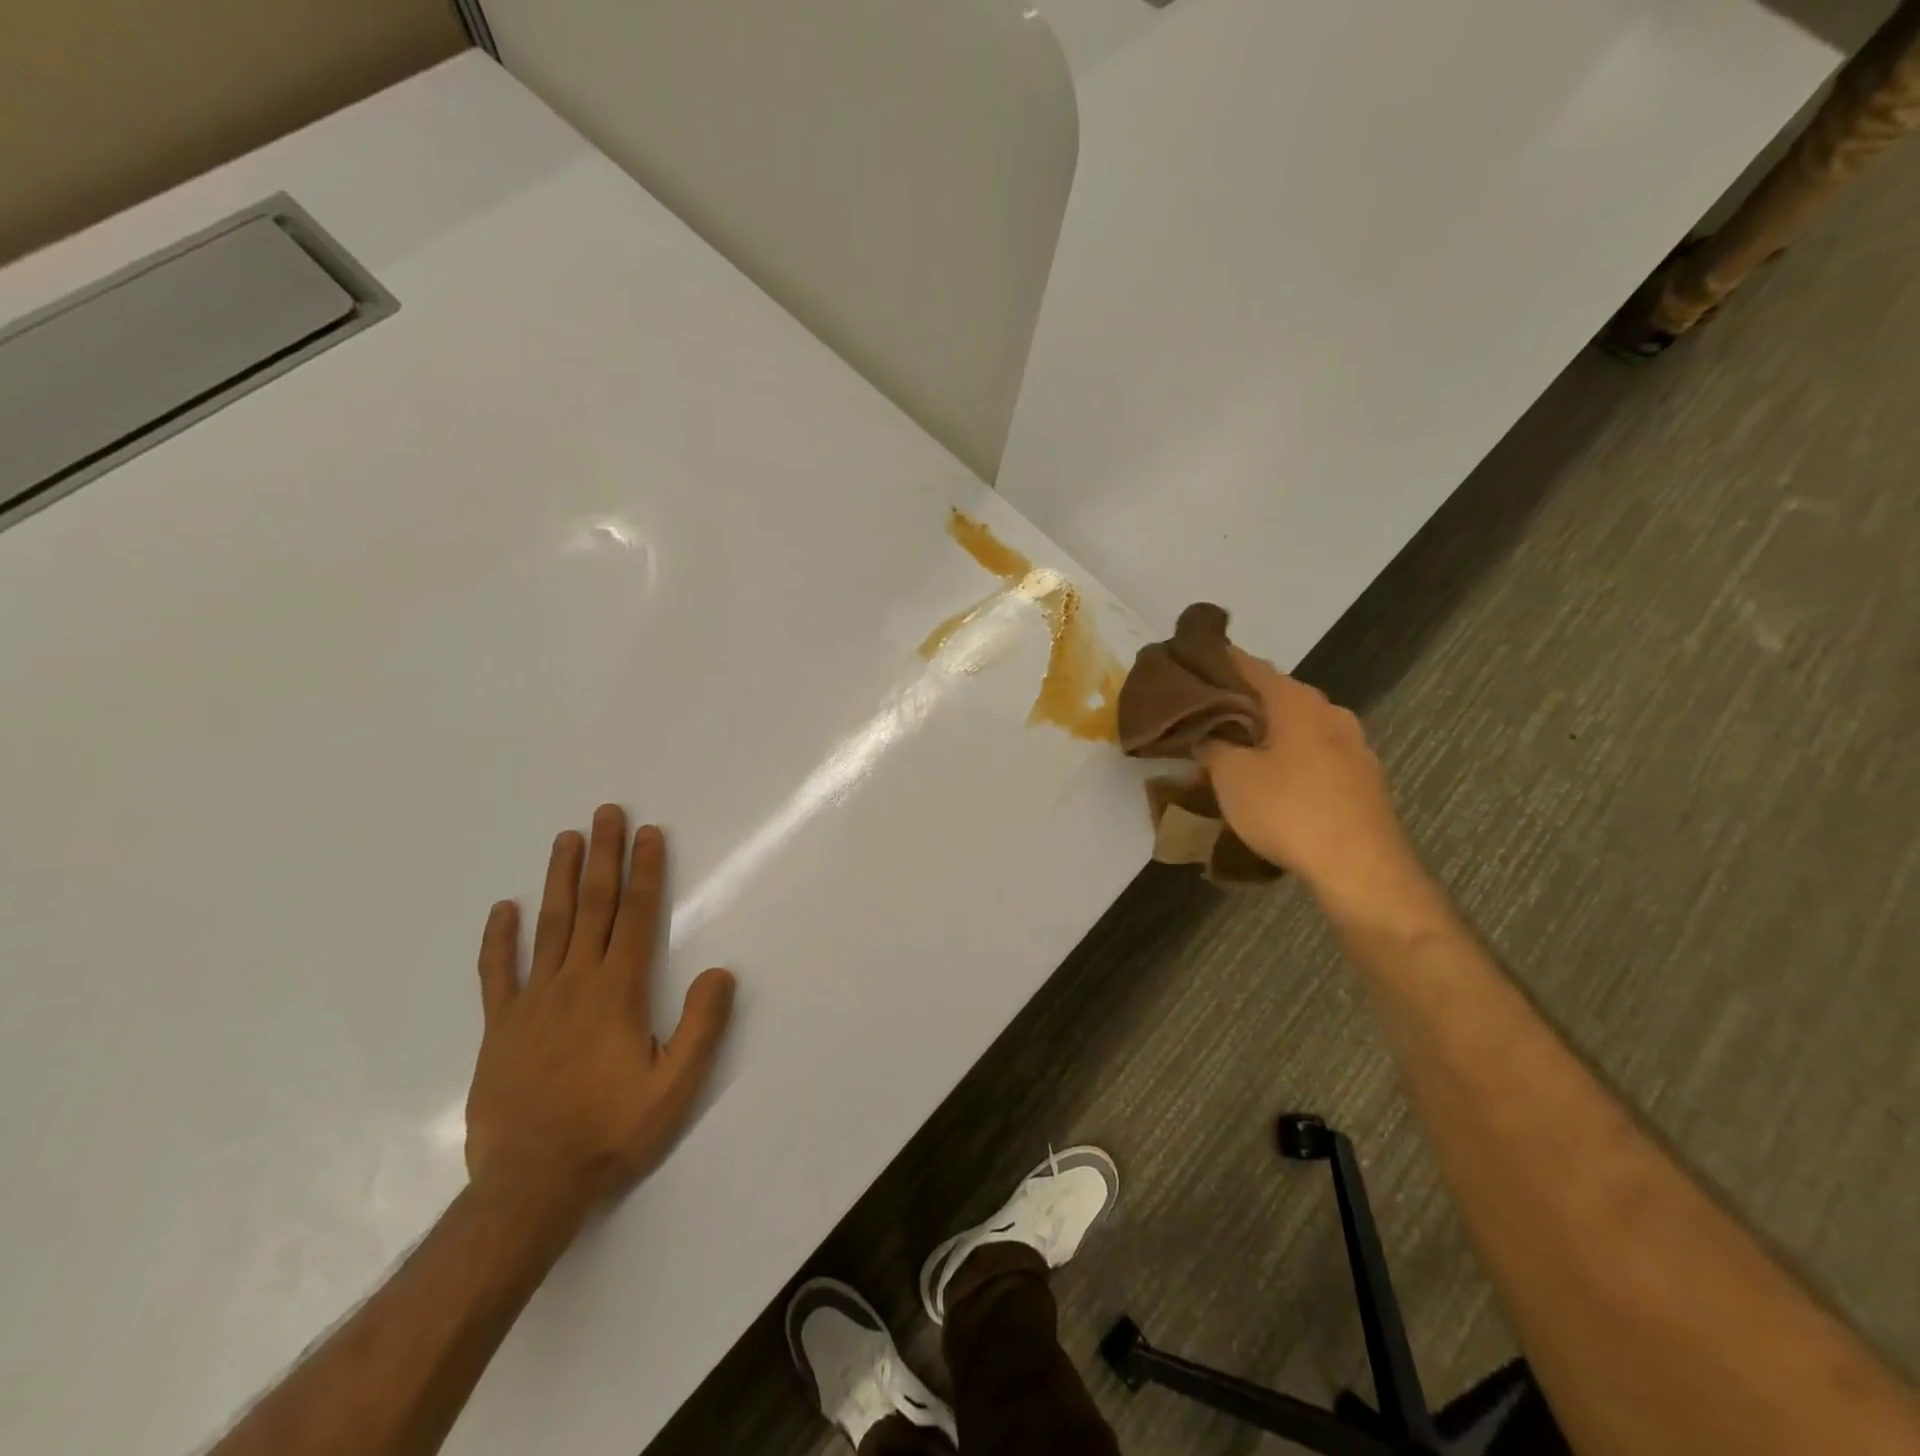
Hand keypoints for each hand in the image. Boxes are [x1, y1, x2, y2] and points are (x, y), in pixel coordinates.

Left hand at [465, 805, 734, 1224]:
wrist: (530, 1187)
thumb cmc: (611, 1132)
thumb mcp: (675, 1086)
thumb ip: (701, 1026)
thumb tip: (720, 972)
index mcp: (618, 992)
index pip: (635, 917)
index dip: (645, 872)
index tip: (649, 834)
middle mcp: (575, 983)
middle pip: (592, 907)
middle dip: (603, 856)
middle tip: (606, 813)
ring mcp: (532, 1003)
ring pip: (549, 926)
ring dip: (559, 879)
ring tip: (566, 838)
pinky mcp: (500, 1028)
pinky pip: (498, 973)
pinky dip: (500, 939)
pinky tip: (504, 909)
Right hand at [1198, 650, 1432, 919]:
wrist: (1361, 868)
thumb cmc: (1288, 810)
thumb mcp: (1231, 776)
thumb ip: (1213, 746)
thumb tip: (1207, 735)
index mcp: (1297, 701)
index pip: (1250, 666)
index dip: (1219, 663)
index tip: (1192, 667)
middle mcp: (1331, 712)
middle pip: (1277, 696)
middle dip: (1243, 704)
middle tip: (1206, 717)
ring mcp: (1354, 746)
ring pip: (1299, 728)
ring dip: (1268, 734)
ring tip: (1235, 752)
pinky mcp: (1363, 780)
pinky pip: (1316, 755)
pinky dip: (1290, 758)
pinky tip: (1272, 781)